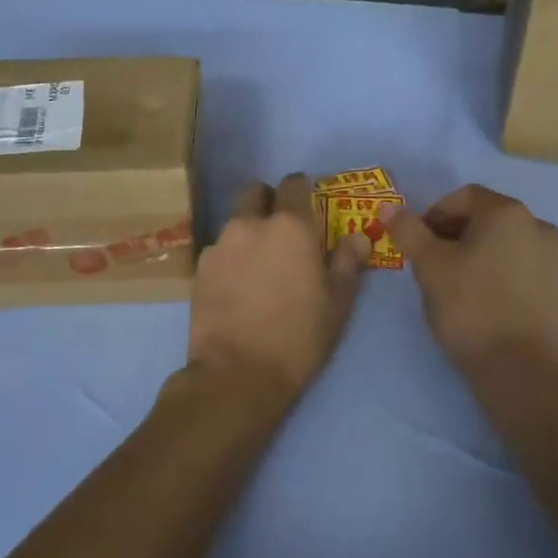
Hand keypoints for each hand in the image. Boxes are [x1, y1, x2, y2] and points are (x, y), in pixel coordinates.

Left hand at [187, 174, 368, 406]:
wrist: (237, 374)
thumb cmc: (298, 337)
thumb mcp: (337, 304)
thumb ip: (348, 263)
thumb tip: (357, 237)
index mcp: (291, 226)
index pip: (294, 183)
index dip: (302, 190)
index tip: (309, 207)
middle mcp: (251, 224)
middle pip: (255, 191)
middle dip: (268, 201)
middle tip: (281, 231)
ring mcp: (220, 244)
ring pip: (235, 222)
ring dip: (248, 231)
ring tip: (259, 266)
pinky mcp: (199, 269)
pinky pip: (219, 249)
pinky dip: (230, 257)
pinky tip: (237, 287)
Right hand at [383, 185, 557, 374]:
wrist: (519, 369)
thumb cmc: (469, 307)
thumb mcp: (429, 266)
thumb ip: (409, 230)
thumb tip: (389, 206)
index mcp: (507, 214)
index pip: (465, 197)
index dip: (436, 214)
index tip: (420, 242)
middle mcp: (541, 227)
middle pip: (492, 219)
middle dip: (462, 234)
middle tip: (439, 264)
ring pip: (514, 246)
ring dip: (489, 254)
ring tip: (467, 285)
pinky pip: (532, 272)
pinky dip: (512, 277)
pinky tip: (496, 304)